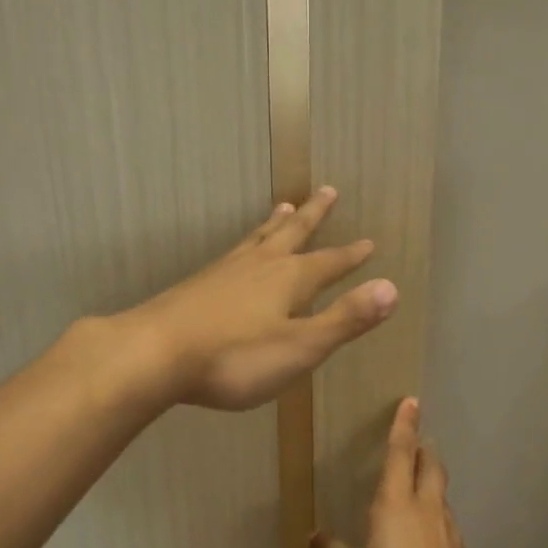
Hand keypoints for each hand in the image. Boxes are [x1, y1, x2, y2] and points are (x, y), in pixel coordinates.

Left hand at [122, 187, 396, 410]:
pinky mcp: (197, 285)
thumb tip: (392, 288)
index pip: (329, 263)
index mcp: (289, 280)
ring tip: (283, 206)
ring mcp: (224, 272)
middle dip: (313, 216)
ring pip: (257, 239)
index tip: (369, 242)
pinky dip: (244, 245)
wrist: (155, 354)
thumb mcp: (300, 346)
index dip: (351, 256)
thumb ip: (345, 319)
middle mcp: (259, 266)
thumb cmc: (235, 357)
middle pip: (292, 234)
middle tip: (328, 190)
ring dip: (275, 223)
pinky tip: (235, 254)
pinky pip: (231, 254)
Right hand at [311, 398, 478, 547]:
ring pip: (442, 493)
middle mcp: (425, 511)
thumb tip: (315, 535)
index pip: (401, 455)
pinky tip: (428, 534)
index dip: (403, 427)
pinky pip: (447, 521)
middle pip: (430, 466)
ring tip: (419, 484)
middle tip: (416, 441)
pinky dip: (437, 513)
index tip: (411, 402)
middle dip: (423, 449)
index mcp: (395, 508)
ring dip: (432, 480)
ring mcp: (448, 532)